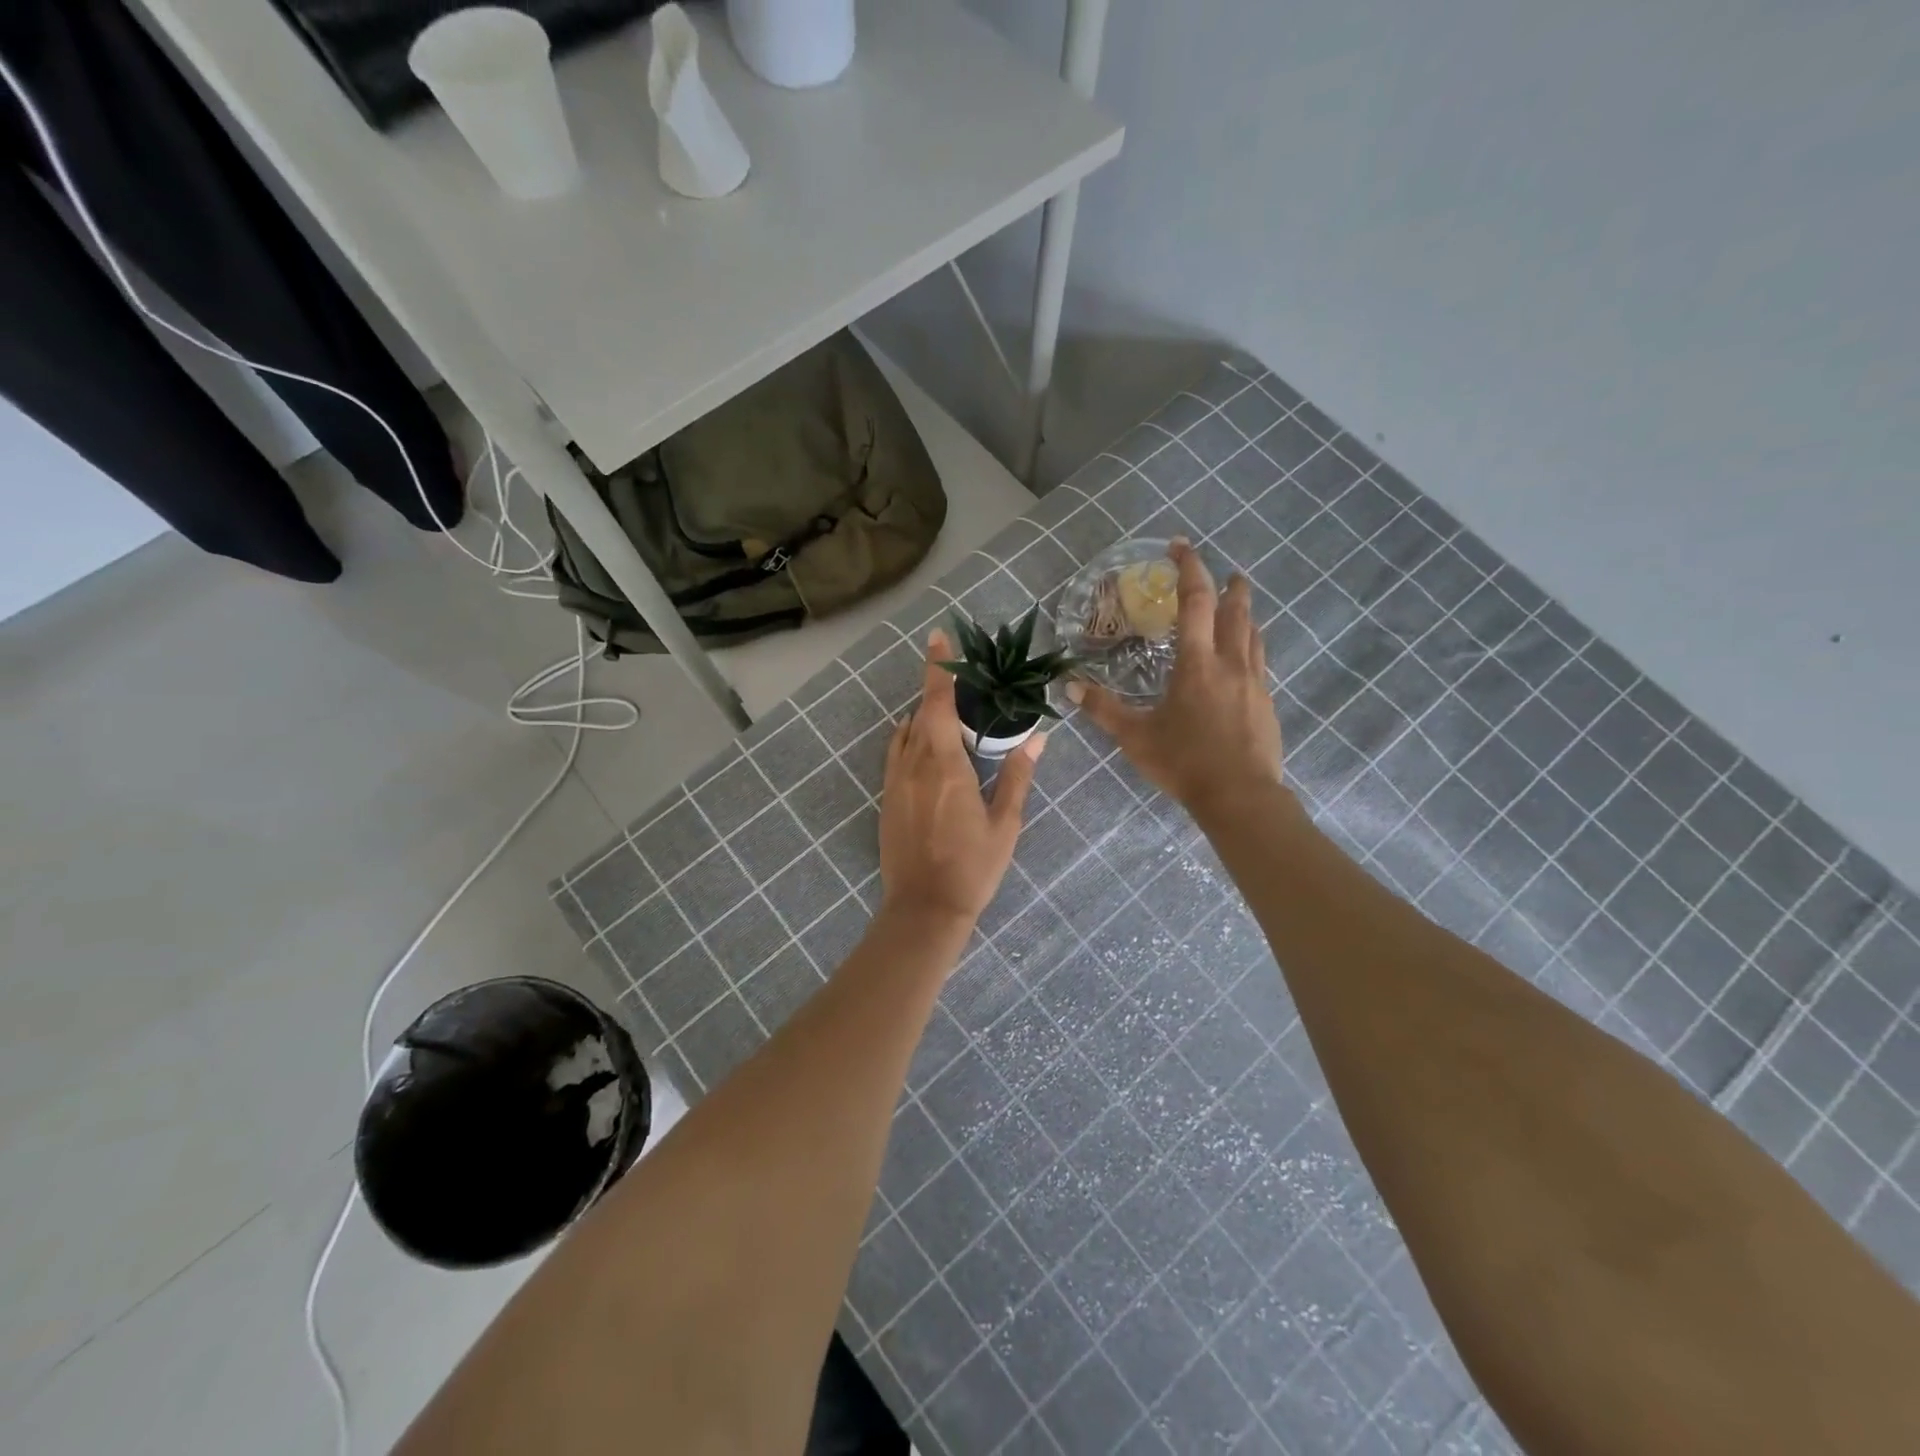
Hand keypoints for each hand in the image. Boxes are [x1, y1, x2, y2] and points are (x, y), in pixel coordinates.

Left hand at [878, 630, 1044, 925]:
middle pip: (921, 713)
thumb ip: (1018, 777)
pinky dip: (910, 738)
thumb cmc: (972, 867)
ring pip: (906, 733)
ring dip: (924, 716)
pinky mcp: (887, 799)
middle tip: (958, 676)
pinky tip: (926, 746)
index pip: (938, 704)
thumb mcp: (1005, 823)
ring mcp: (895, 782)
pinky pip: (896, 754)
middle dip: (935, 688)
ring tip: (949, 713)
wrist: (923, 909)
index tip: (938, 637)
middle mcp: (914, 765)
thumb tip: (1037, 739)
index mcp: (945, 766)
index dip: (938, 669)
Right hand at [1069, 538, 1284, 820]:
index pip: (1195, 602)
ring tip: (1239, 606)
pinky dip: (1251, 646)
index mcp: (1197, 664)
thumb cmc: (1184, 762)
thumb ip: (1103, 709)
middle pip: (1236, 611)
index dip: (1189, 569)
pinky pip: (1260, 663)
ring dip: (1246, 614)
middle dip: (1230, 587)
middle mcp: (1230, 664)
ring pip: (1254, 635)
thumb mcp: (1135, 737)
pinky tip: (1245, 659)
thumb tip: (1071, 685)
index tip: (1181, 546)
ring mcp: (1254, 683)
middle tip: (1227, 573)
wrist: (1240, 796)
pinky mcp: (1267, 704)